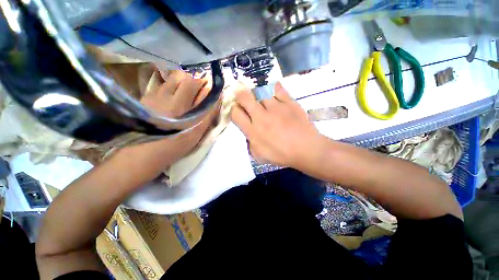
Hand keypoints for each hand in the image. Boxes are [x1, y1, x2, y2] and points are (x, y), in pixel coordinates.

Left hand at [114, 70, 217, 183]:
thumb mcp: (196, 133)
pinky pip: (160, 88)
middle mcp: (164, 95)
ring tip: (183, 99)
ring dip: (180, 85)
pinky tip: (169, 104)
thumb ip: (207, 114)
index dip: (203, 84)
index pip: (193, 82)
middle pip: (180, 77)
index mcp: (179, 103)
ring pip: (169, 81)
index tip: (207, 91)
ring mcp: (152, 96)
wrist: (141, 155)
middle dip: (191, 82)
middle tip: (196, 95)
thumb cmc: (174, 146)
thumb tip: (215, 99)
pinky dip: (169, 90)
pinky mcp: (144, 100)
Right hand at [231, 82, 321, 168]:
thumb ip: (250, 143)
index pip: (235, 113)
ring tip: (260, 97)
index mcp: (253, 131)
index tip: (237, 109)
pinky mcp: (289, 102)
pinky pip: (278, 89)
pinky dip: (273, 88)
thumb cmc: (282, 155)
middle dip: (240, 95)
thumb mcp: (259, 155)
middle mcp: (261, 116)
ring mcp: (276, 107)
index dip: (233, 109)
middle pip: (245, 98)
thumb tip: (247, 132)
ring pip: (260, 91)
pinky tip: (272, 91)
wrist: (306, 149)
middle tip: (242, 96)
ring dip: (257, 93)